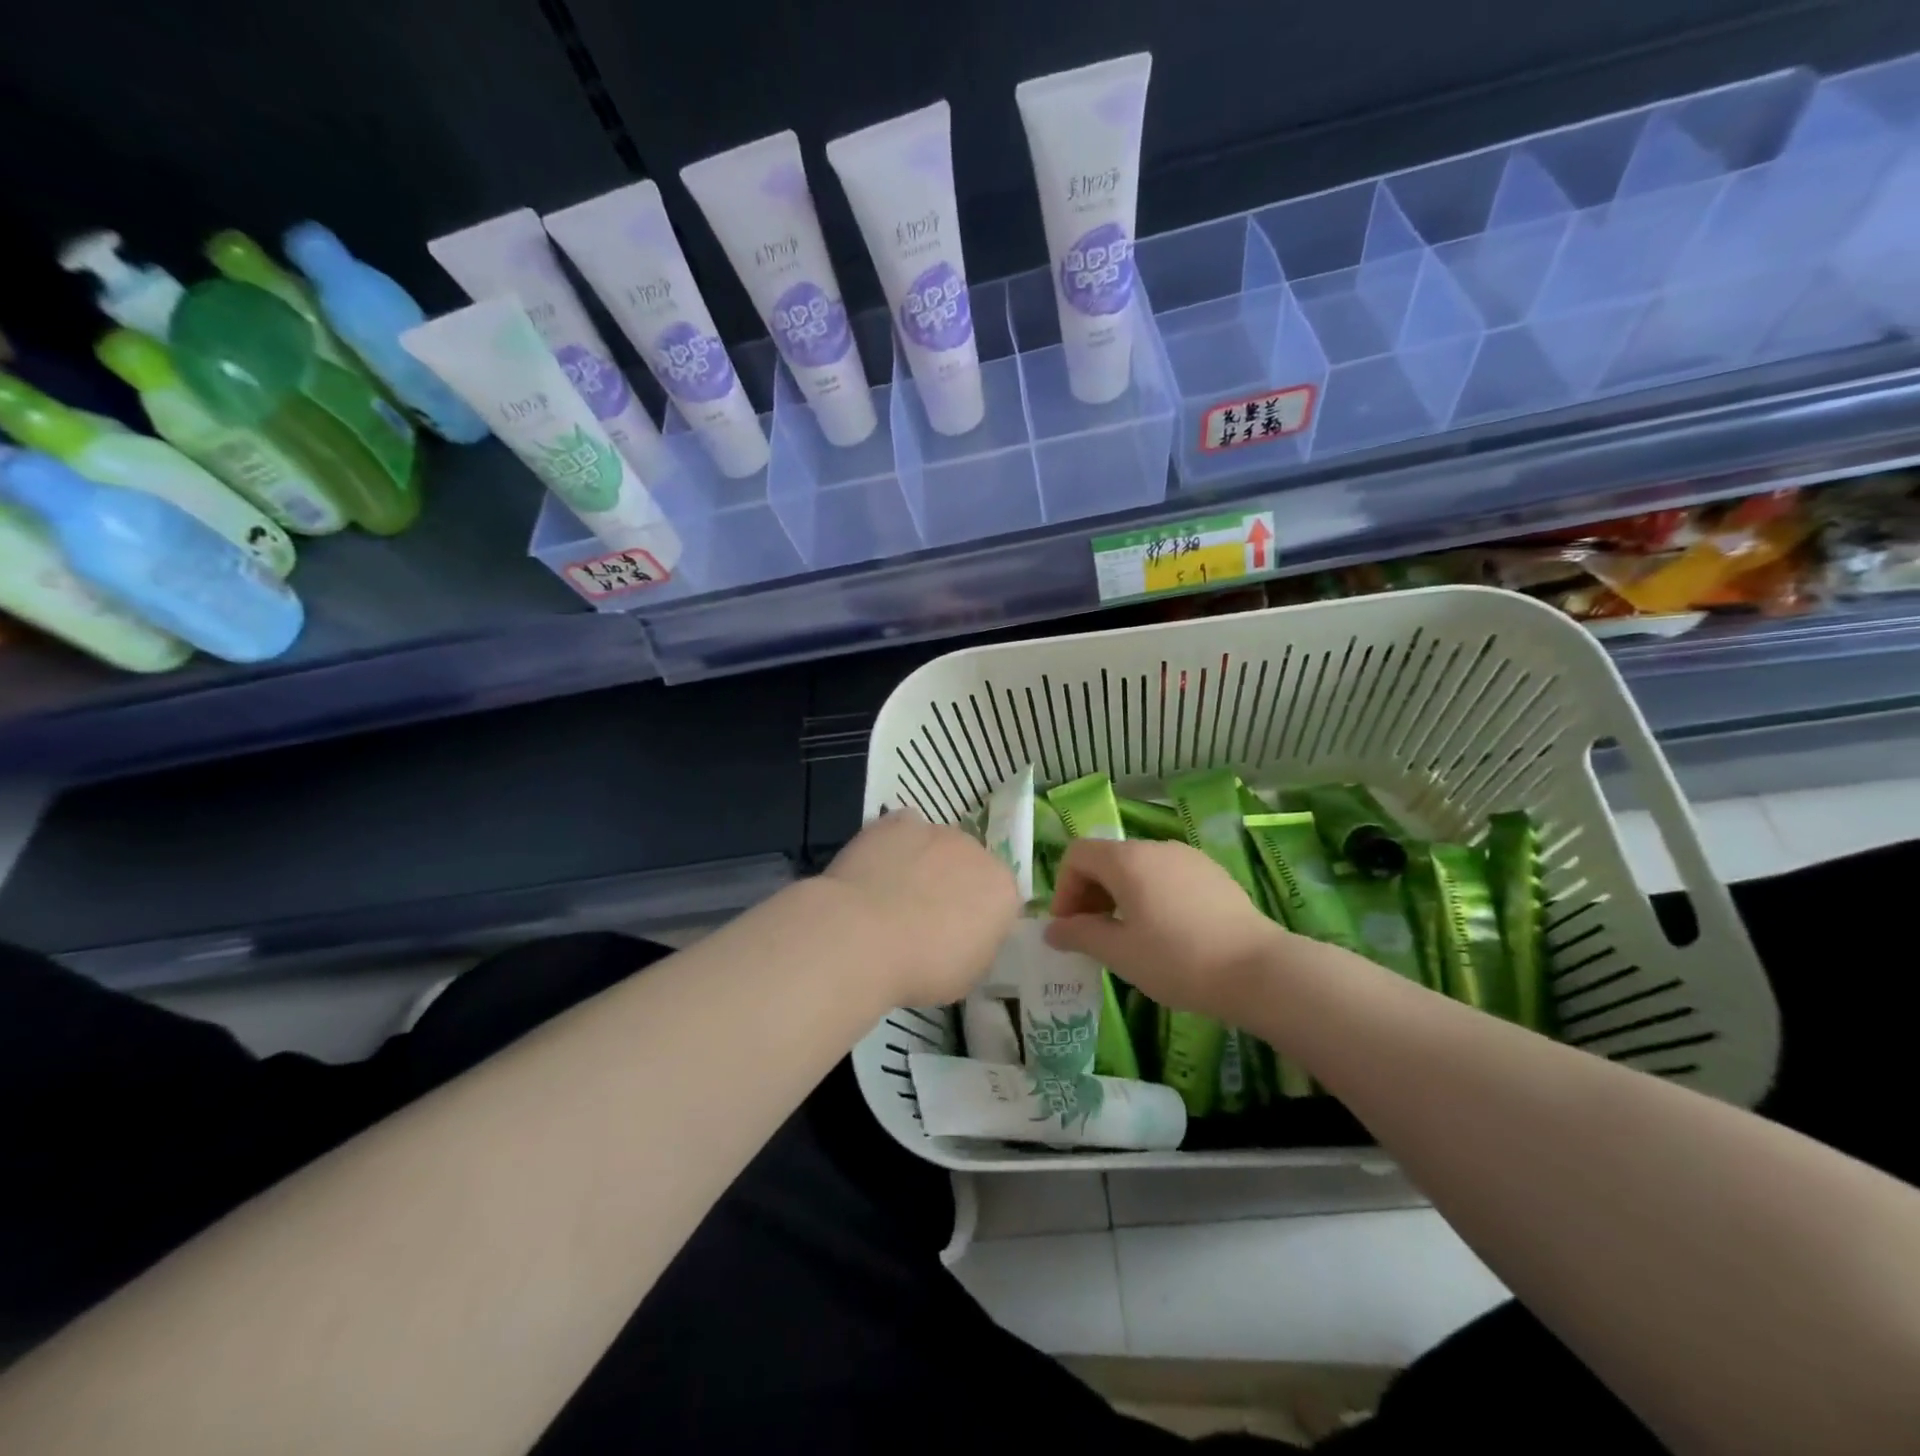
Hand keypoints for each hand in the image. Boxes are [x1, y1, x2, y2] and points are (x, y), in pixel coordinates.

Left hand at [822, 812, 1020, 1006]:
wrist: (864, 937)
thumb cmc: (923, 967)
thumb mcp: (967, 976)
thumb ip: (978, 945)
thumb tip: (968, 934)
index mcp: (1002, 890)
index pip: (999, 900)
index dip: (978, 919)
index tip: (957, 938)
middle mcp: (976, 851)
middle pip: (969, 866)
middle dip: (953, 885)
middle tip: (924, 917)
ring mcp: (935, 831)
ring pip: (935, 846)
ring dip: (923, 863)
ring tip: (892, 895)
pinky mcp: (897, 822)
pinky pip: (902, 831)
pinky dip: (894, 845)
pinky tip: (875, 870)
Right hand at [1045, 838, 1287, 1022]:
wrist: (1259, 970)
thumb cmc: (1178, 960)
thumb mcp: (1120, 953)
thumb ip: (1080, 935)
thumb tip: (1052, 930)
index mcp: (1127, 859)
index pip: (1077, 854)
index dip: (1064, 888)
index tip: (1070, 927)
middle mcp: (1156, 847)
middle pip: (1107, 858)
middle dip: (1090, 893)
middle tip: (1093, 935)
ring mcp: (1188, 857)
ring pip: (1138, 868)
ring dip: (1120, 895)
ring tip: (1128, 937)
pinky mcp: (1213, 873)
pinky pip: (1167, 876)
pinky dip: (1151, 895)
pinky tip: (1166, 932)